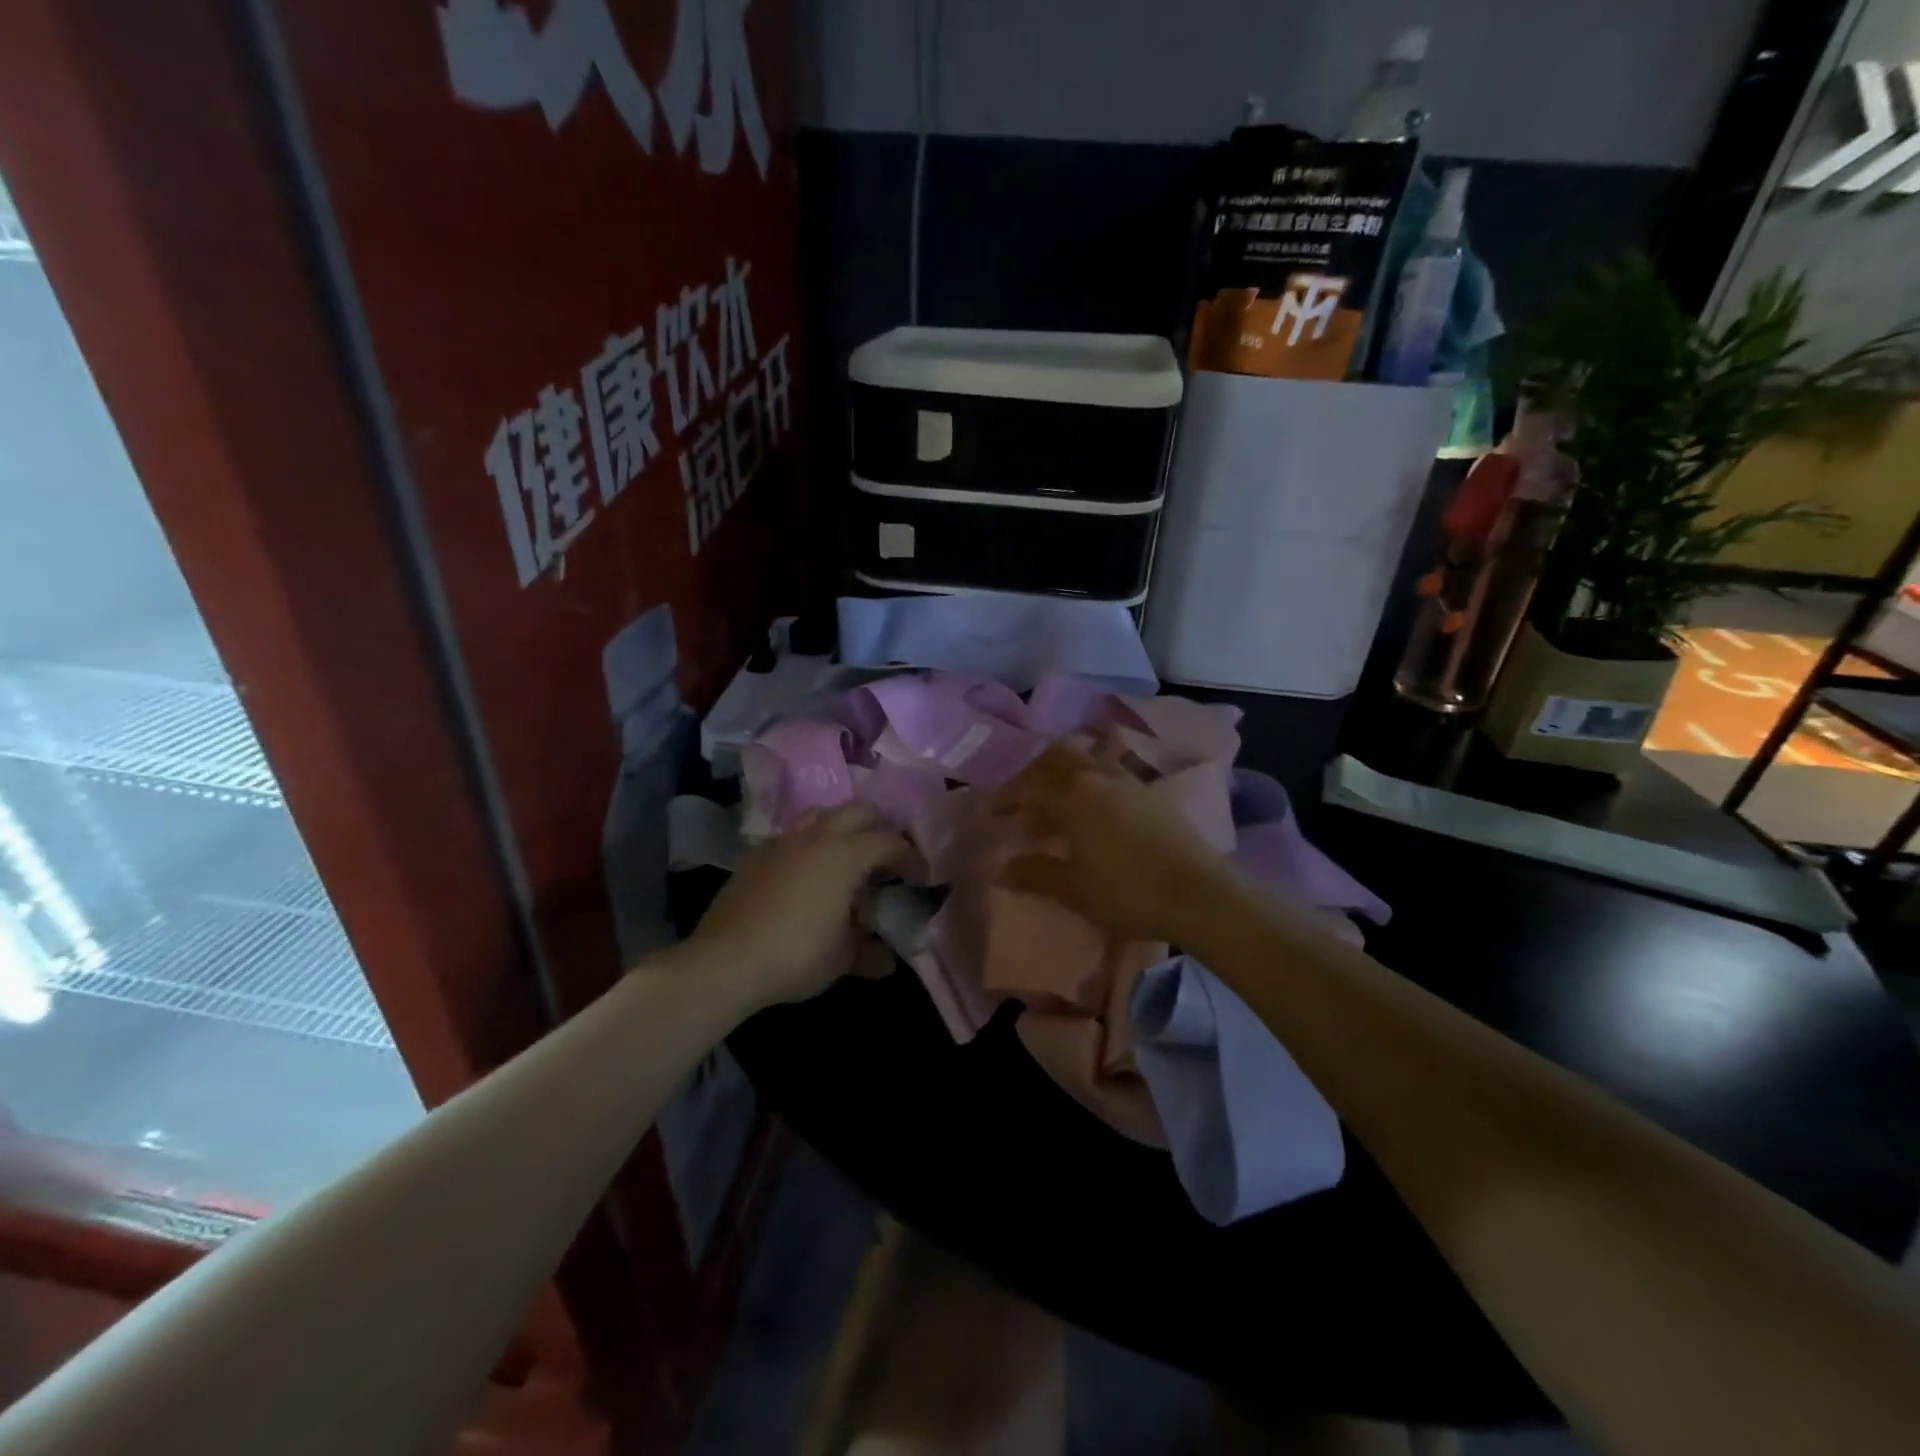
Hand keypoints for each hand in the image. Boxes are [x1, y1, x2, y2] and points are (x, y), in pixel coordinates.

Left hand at [687, 802, 909, 1008]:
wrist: (725, 961)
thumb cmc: (795, 956)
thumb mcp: (842, 959)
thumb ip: (870, 953)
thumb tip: (888, 959)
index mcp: (845, 855)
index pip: (891, 842)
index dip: (911, 858)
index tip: (920, 879)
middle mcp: (817, 837)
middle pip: (859, 811)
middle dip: (880, 829)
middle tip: (887, 861)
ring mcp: (783, 842)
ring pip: (822, 814)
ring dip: (843, 828)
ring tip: (848, 858)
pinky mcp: (757, 854)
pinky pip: (793, 835)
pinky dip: (811, 844)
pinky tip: (808, 875)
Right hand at [992, 742, 1232, 944]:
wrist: (1200, 894)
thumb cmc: (1128, 892)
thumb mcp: (1074, 889)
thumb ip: (1036, 874)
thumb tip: (1001, 868)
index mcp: (1074, 795)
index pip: (1030, 786)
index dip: (1007, 797)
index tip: (993, 812)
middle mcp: (1099, 777)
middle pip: (1058, 757)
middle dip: (1035, 772)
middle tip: (1023, 797)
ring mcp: (1129, 781)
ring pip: (1087, 760)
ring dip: (1065, 773)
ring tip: (1057, 802)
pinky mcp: (1152, 793)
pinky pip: (1111, 773)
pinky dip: (1092, 781)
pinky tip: (1094, 810)